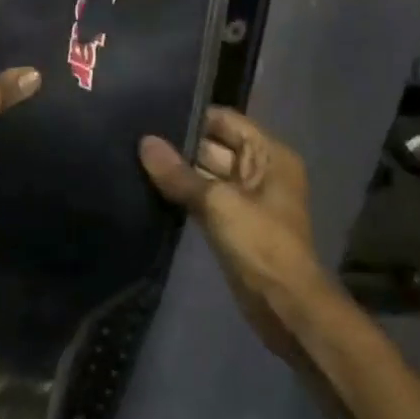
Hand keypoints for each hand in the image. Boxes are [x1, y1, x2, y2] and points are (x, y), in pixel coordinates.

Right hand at [139, 108, 329, 363]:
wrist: (285, 306)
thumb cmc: (261, 244)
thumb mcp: (218, 202)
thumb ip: (179, 173)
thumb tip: (144, 142)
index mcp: (269, 155)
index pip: (225, 120)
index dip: (192, 115)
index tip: (152, 112)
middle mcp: (259, 170)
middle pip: (214, 144)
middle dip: (178, 143)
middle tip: (135, 134)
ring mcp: (245, 197)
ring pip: (205, 172)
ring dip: (177, 169)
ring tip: (134, 156)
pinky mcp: (231, 222)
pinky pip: (202, 196)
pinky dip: (181, 192)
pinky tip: (148, 184)